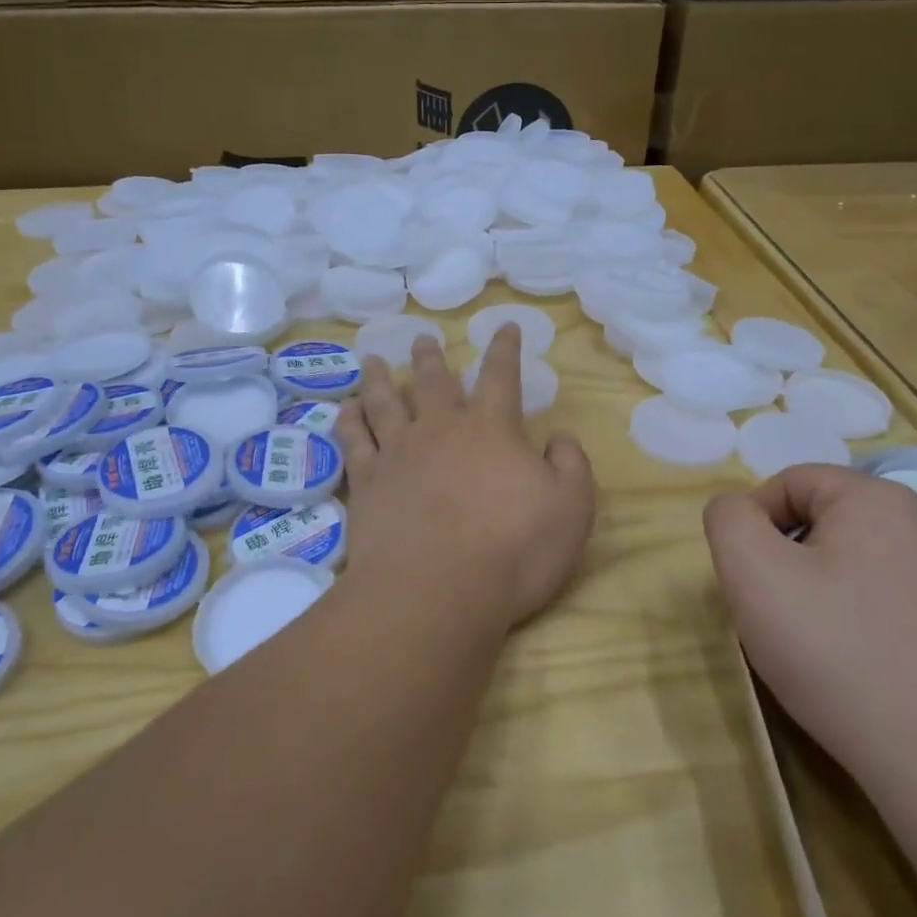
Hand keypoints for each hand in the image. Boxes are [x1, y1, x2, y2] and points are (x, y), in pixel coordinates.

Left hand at [337, 325, 595, 631]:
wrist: (436, 590)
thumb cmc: (514, 549)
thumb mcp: (571, 508)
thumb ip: (570, 465)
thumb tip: (560, 437)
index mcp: (491, 429)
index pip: (501, 376)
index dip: (505, 349)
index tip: (505, 326)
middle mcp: (440, 429)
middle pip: (434, 381)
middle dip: (431, 357)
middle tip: (422, 337)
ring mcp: (398, 453)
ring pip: (385, 402)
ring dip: (379, 379)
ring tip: (370, 359)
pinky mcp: (367, 482)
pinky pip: (353, 441)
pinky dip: (348, 421)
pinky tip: (344, 408)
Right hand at [703, 464, 916, 800]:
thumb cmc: (836, 649)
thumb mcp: (752, 570)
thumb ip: (728, 519)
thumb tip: (738, 512)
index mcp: (876, 498)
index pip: (789, 482)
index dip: (753, 523)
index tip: (747, 579)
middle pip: (819, 520)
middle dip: (782, 559)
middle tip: (771, 612)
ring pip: (846, 562)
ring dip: (812, 591)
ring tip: (807, 644)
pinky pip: (879, 599)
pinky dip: (850, 620)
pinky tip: (847, 665)